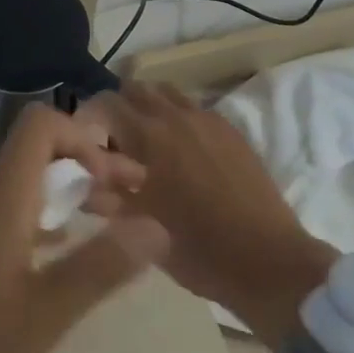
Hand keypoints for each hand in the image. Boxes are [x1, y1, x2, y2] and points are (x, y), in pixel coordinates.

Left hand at [0, 104, 166, 352]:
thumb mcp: (44, 314)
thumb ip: (101, 266)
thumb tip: (157, 227)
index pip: (41, 124)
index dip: (83, 136)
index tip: (118, 178)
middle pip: (34, 154)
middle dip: (85, 170)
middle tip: (131, 204)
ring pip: (16, 183)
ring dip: (60, 196)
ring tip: (101, 230)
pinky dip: (31, 217)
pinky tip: (49, 257)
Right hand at [85, 82, 336, 340]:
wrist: (270, 263)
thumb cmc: (199, 250)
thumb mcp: (142, 230)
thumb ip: (107, 199)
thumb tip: (83, 184)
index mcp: (148, 136)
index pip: (105, 103)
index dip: (89, 116)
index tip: (85, 139)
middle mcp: (175, 116)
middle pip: (136, 88)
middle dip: (119, 107)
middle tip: (114, 140)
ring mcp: (207, 119)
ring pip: (166, 93)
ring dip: (150, 108)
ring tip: (147, 140)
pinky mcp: (231, 130)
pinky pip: (194, 108)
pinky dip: (178, 118)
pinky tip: (182, 150)